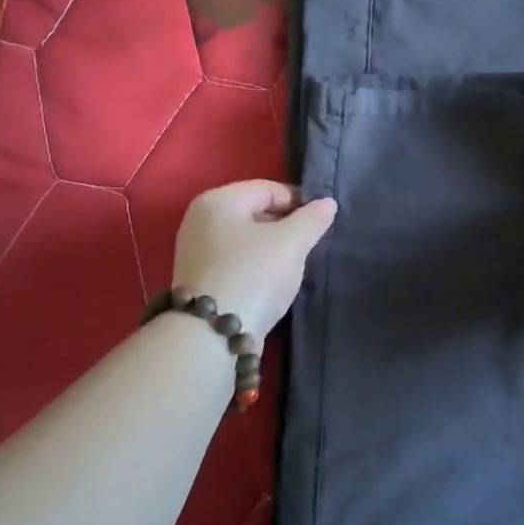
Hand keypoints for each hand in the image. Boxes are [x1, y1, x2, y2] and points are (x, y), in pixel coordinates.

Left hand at [172, 181, 337, 341]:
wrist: (211, 336)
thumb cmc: (253, 276)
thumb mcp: (291, 243)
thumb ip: (313, 219)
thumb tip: (327, 203)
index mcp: (217, 200)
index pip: (268, 189)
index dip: (299, 201)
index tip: (322, 222)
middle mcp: (200, 220)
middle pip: (255, 213)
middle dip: (286, 226)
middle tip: (311, 245)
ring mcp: (196, 252)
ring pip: (247, 240)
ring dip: (273, 249)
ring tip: (295, 266)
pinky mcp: (200, 280)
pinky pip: (237, 262)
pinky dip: (257, 267)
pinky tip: (273, 283)